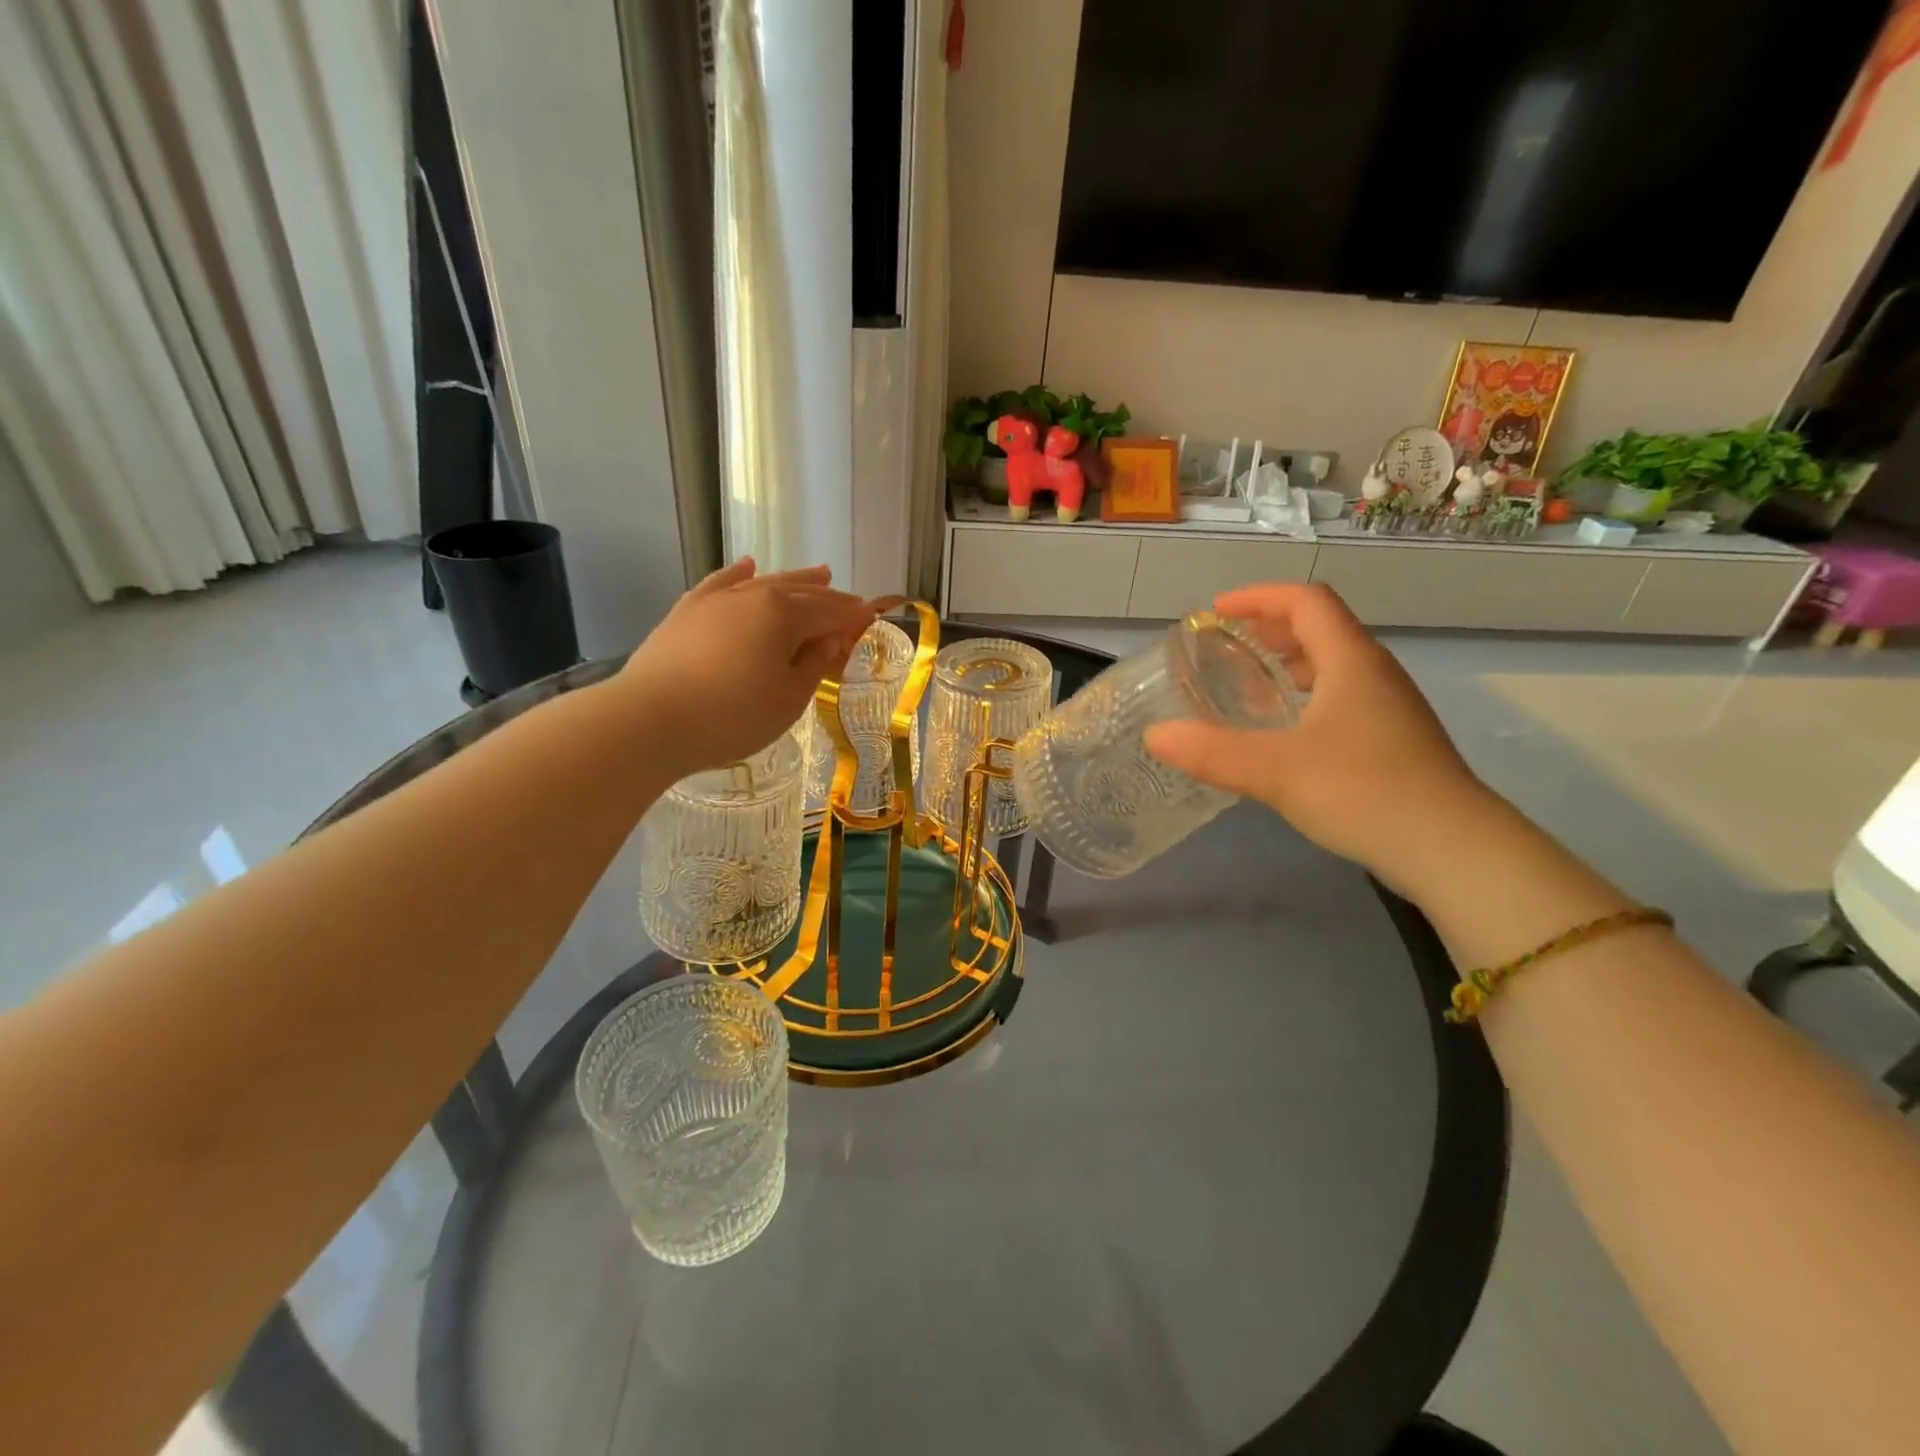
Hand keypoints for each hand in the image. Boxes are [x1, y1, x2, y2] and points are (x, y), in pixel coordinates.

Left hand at [615, 559, 874, 777]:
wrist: (649, 721)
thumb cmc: (732, 715)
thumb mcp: (789, 698)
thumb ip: (815, 663)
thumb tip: (831, 638)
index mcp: (783, 613)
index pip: (830, 611)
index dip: (854, 616)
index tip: (872, 618)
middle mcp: (752, 594)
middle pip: (800, 592)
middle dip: (830, 597)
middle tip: (852, 602)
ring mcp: (716, 600)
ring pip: (764, 582)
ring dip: (795, 579)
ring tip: (819, 573)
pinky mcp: (687, 611)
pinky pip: (720, 583)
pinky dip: (739, 574)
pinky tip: (748, 566)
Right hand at [1145, 583, 1500, 892]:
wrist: (1454, 850)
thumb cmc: (1365, 792)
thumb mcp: (1277, 771)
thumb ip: (1212, 752)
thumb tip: (1155, 736)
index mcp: (1351, 661)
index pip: (1306, 602)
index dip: (1259, 597)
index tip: (1216, 610)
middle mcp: (1374, 673)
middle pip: (1322, 628)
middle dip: (1270, 628)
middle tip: (1226, 645)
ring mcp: (1390, 707)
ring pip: (1334, 664)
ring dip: (1290, 663)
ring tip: (1250, 684)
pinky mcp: (1395, 740)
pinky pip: (1343, 696)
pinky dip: (1306, 695)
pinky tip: (1286, 732)